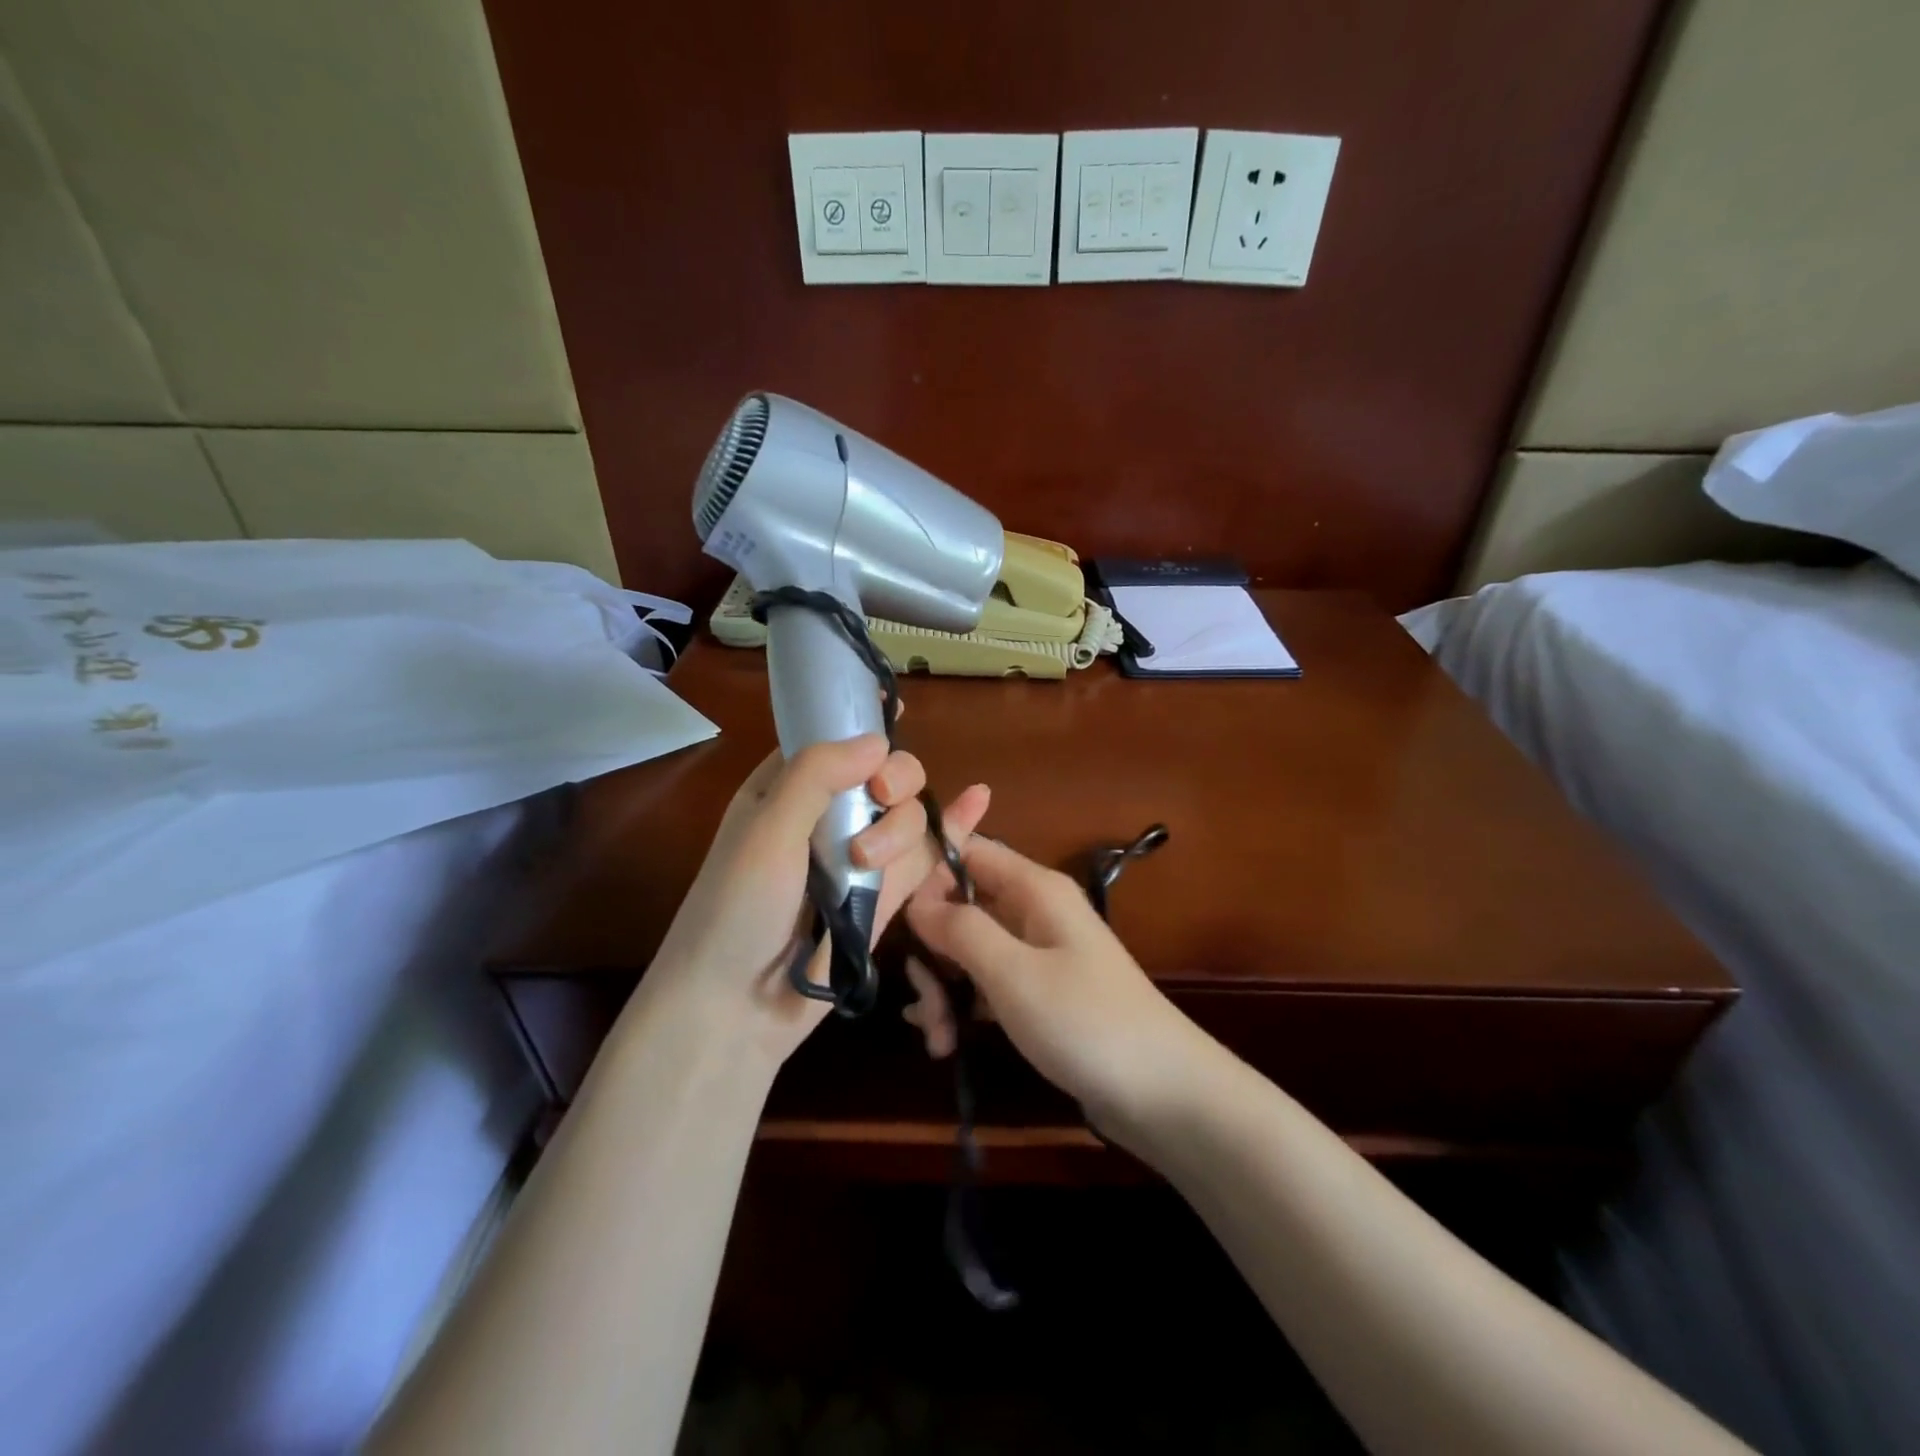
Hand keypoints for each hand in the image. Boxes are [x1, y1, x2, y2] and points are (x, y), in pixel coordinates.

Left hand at [641, 734, 990, 1065]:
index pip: (832, 738)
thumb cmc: (735, 910)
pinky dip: (953, 831)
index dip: (864, 722)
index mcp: (786, 790)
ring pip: (909, 816)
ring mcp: (859, 857)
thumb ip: (816, 775)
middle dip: (895, 779)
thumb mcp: (766, 831)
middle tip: (882, 797)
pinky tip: (977, 804)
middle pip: (886, 774)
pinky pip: (925, 856)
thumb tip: (879, 741)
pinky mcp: (885, 896)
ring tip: (868, 865)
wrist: (736, 1009)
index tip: (897, 708)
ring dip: (902, 828)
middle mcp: (827, 816)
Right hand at [904, 836, 1217, 1140]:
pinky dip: (962, 1007)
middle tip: (921, 1001)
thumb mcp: (1013, 974)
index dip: (928, 875)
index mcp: (1034, 889)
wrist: (1163, 1094)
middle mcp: (1033, 911)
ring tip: (936, 1038)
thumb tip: (916, 900)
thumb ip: (960, 929)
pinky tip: (944, 1043)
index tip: (896, 917)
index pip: (968, 851)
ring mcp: (1037, 954)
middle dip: (932, 949)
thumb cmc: (1086, 1021)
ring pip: (969, 950)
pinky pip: (986, 984)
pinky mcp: (1038, 994)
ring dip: (943, 988)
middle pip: (962, 906)